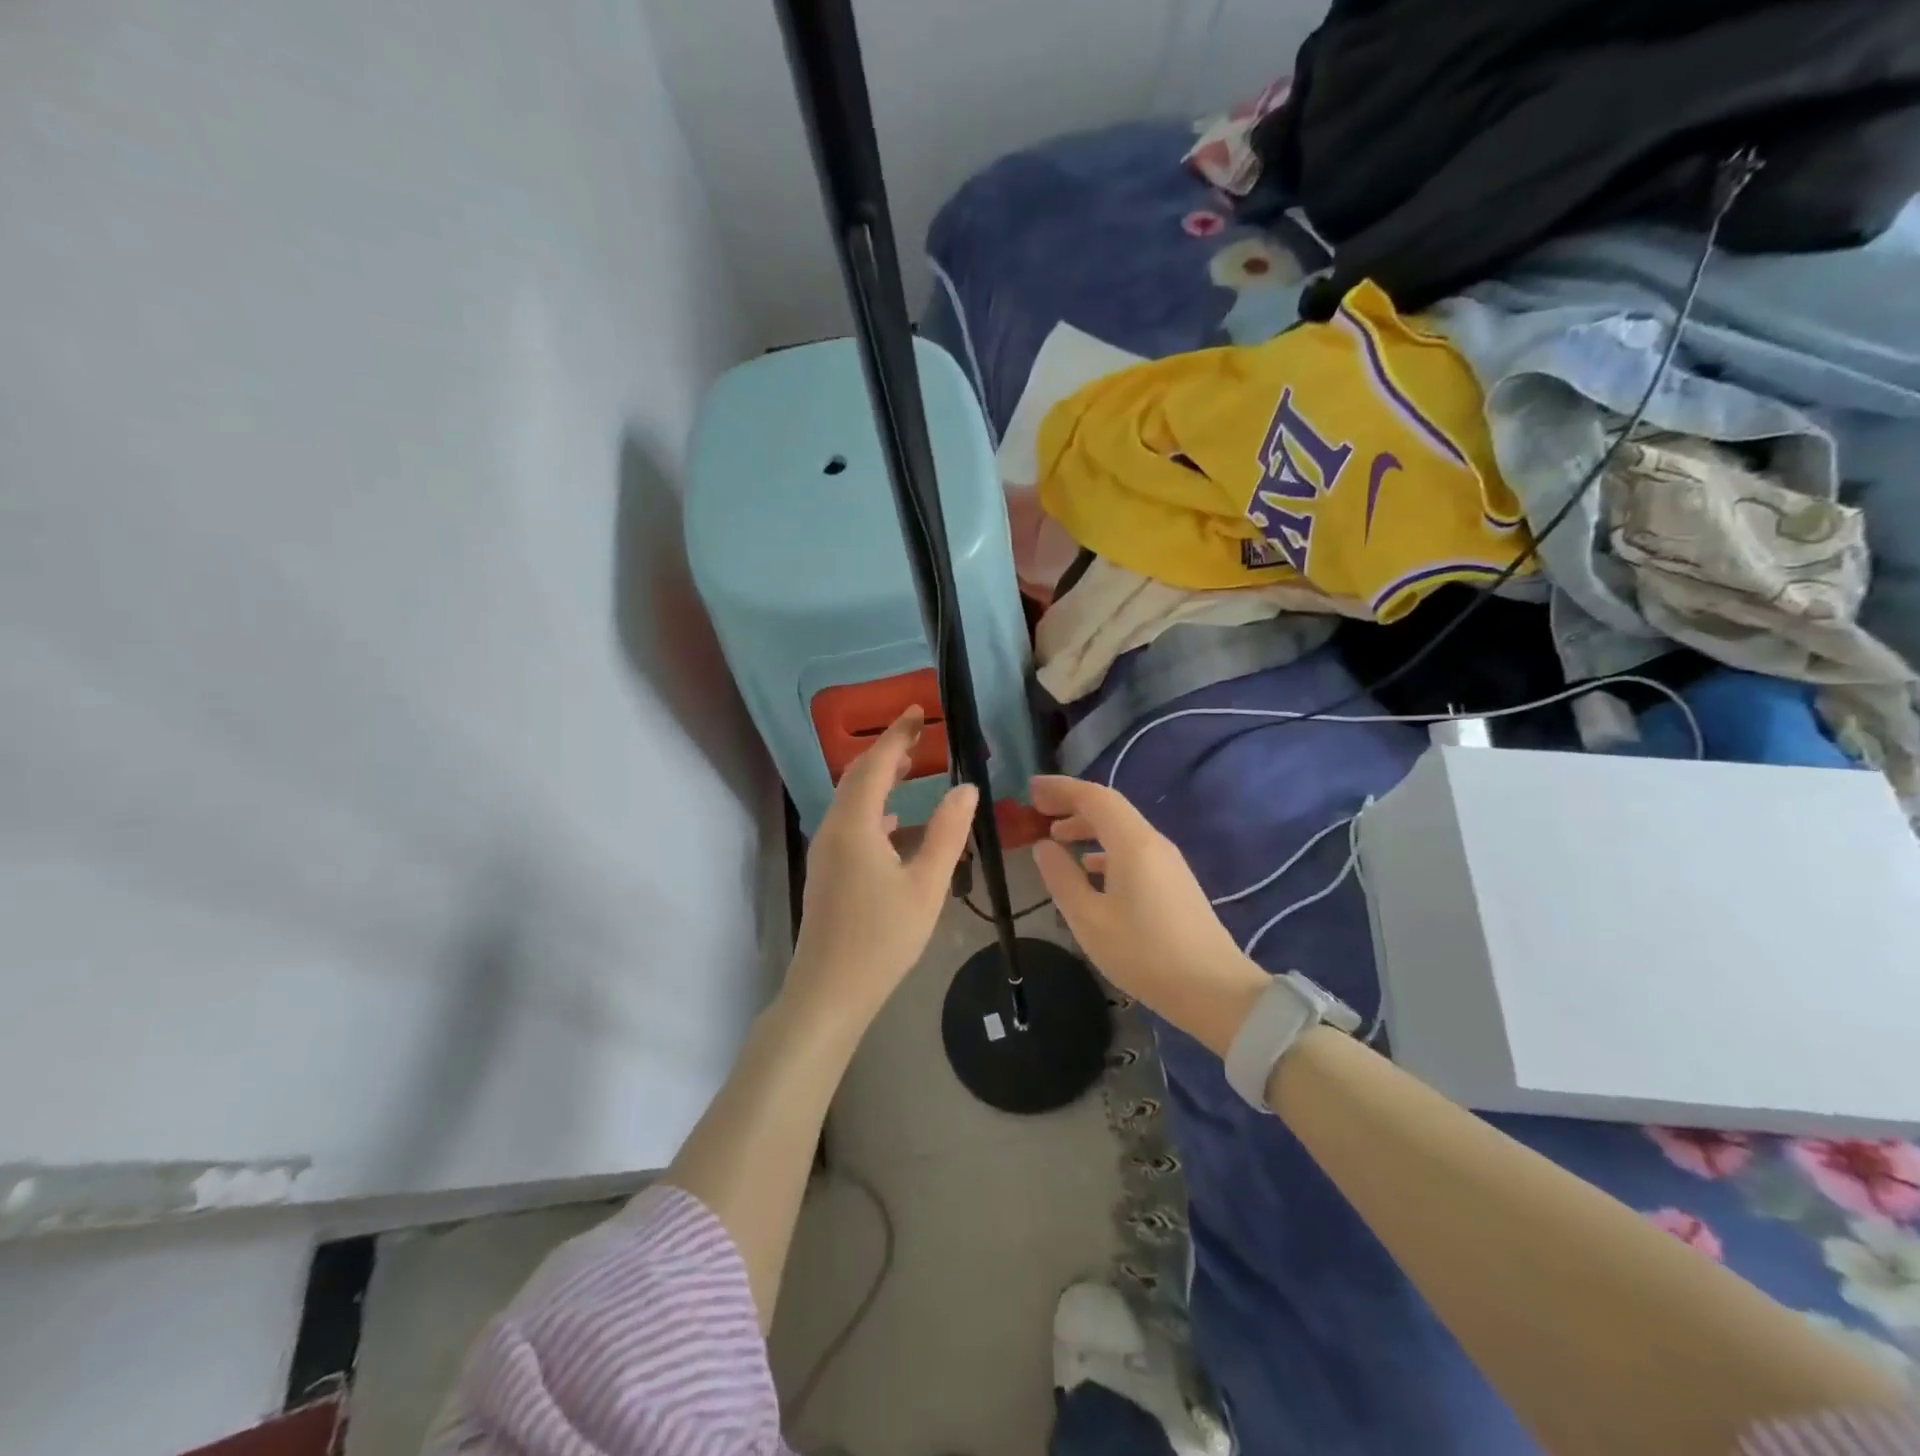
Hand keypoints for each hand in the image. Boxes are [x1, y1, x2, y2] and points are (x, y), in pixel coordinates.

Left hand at [788, 707, 977, 1031]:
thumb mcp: (926, 884)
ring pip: (851, 799)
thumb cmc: (882, 938)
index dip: (897, 734)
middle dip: (887, 750)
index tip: (917, 710)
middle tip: (919, 732)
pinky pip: (850, 822)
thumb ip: (947, 833)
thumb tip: (966, 788)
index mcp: (854, 825)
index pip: (876, 763)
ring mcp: (826, 850)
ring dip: (879, 777)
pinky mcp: (827, 870)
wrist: (829, 991)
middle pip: (857, 775)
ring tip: (911, 767)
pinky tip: (893, 822)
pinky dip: (873, 807)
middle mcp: (833, 828)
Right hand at [1031, 775, 1267, 1055]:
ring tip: (1056, 839)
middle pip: (1109, 809)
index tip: (1031, 790)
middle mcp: (1153, 843)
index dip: (1061, 789)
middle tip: (1038, 812)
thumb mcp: (1089, 919)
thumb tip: (1043, 846)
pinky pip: (1133, 851)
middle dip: (1072, 805)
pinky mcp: (1173, 883)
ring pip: (1121, 831)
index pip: (1094, 797)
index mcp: (1132, 843)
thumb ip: (1062, 878)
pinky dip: (1104, 849)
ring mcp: (1167, 863)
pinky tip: (1090, 870)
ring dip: (1087, 828)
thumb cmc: (1144, 953)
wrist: (1214, 991)